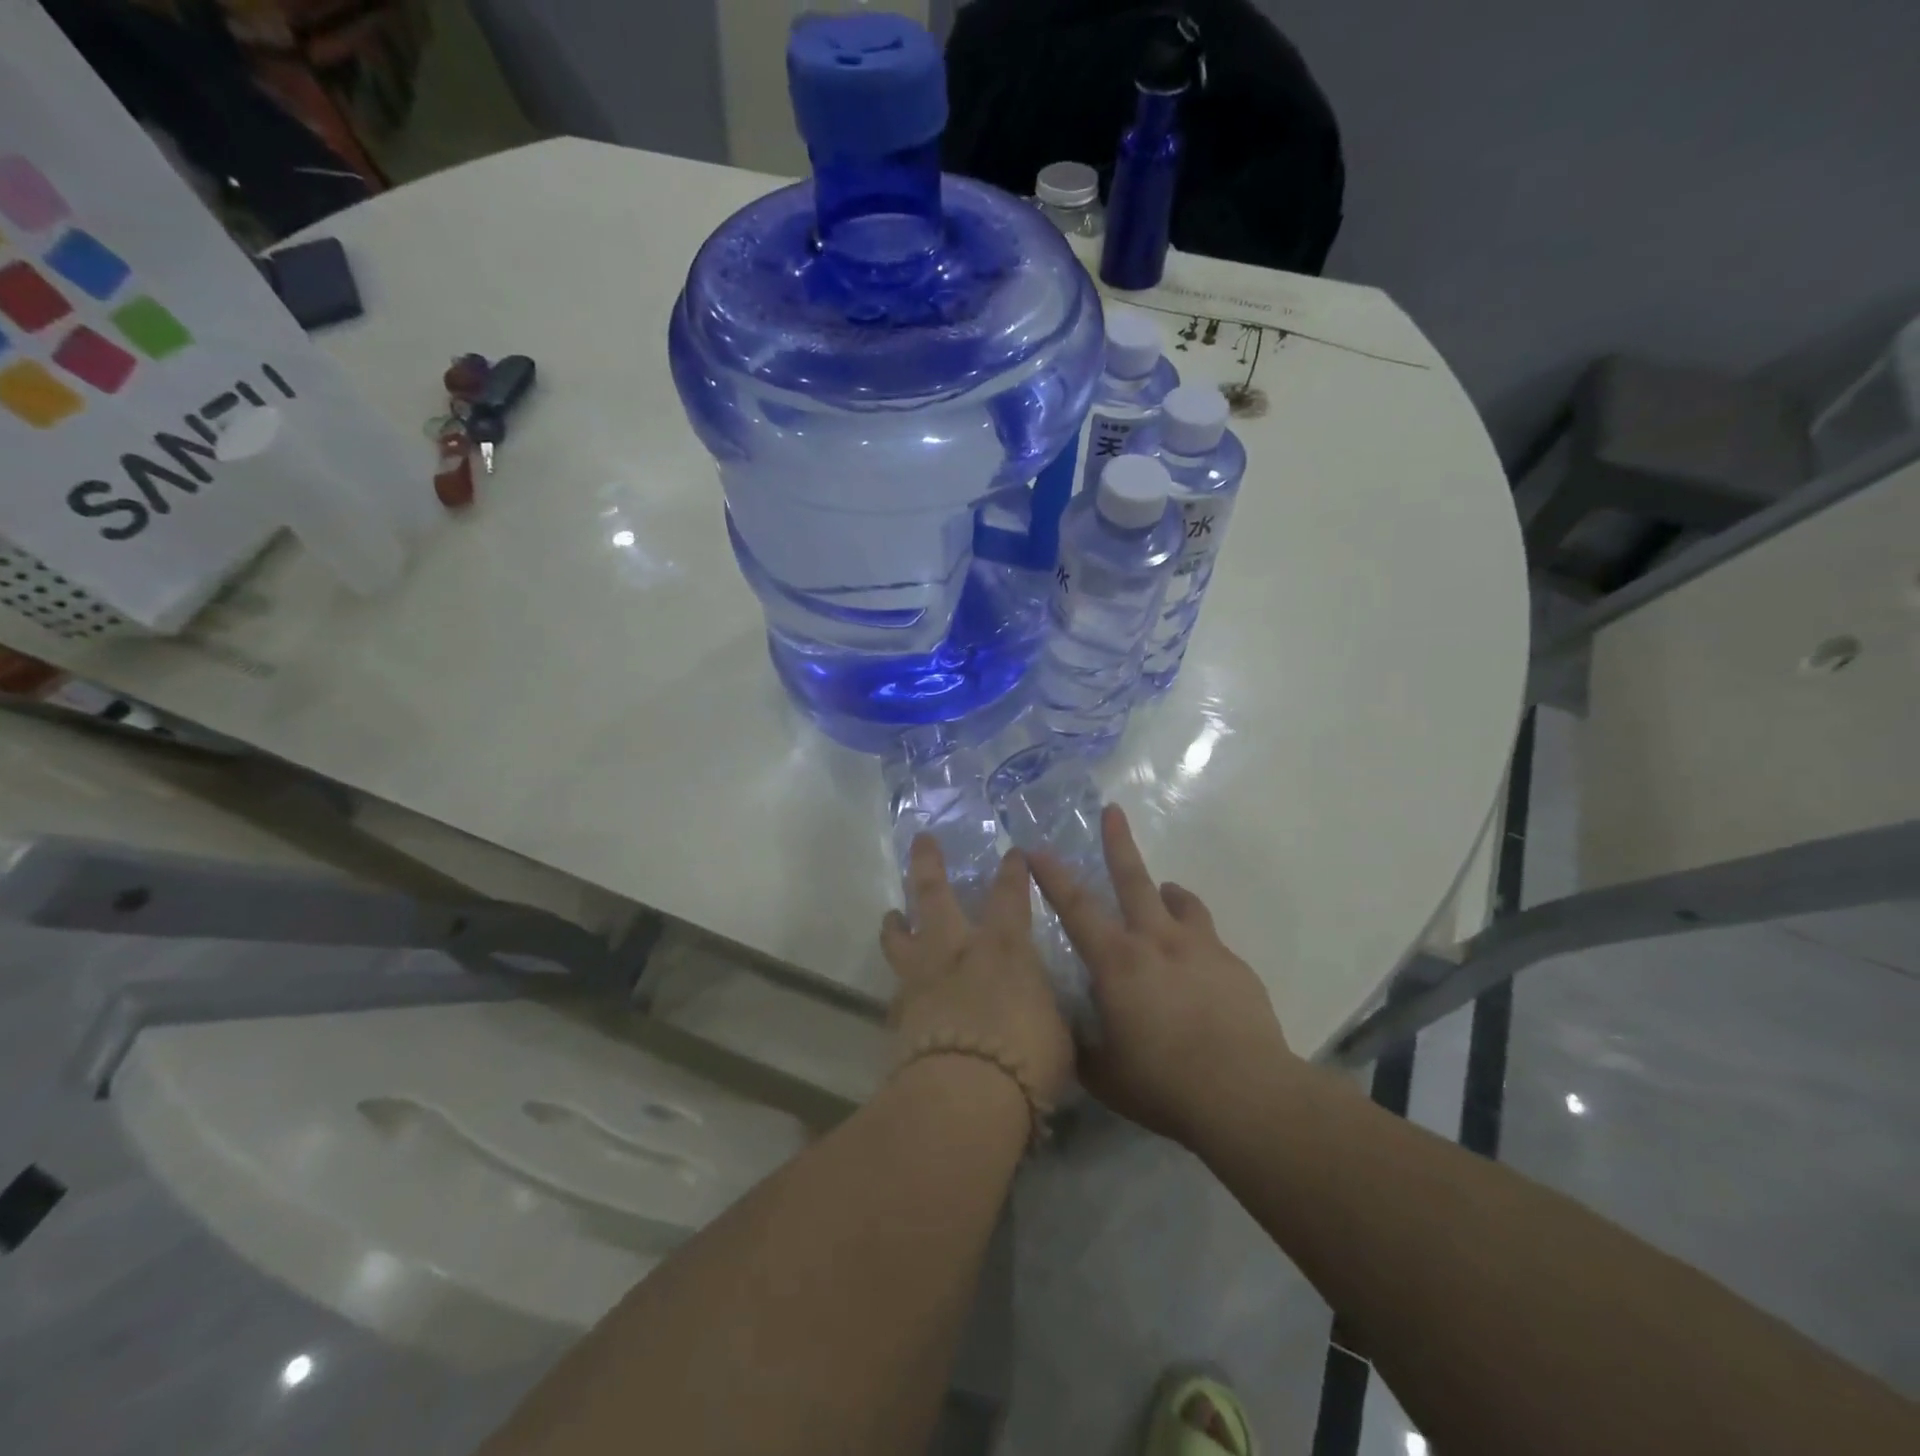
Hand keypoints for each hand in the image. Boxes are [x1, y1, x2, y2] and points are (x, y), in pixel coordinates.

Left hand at [880, 837, 1075, 1107]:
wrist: (966, 1093)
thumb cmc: (1027, 1057)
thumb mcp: (1055, 1029)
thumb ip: (1042, 1007)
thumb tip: (1037, 1006)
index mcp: (1004, 947)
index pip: (1010, 896)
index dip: (1012, 872)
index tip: (1012, 854)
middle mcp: (957, 950)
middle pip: (935, 894)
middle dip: (929, 864)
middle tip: (921, 840)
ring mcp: (922, 977)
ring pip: (900, 936)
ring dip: (897, 921)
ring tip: (892, 913)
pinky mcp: (899, 1012)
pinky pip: (897, 988)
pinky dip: (901, 984)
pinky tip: (902, 990)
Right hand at [1030, 805, 1295, 1145]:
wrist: (1246, 1095)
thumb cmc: (1163, 1085)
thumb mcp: (1103, 1074)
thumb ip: (1079, 1045)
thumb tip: (1064, 1031)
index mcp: (1117, 962)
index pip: (1075, 908)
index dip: (1052, 876)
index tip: (1036, 849)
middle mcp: (1157, 942)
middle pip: (1134, 880)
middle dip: (1118, 843)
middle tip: (1113, 811)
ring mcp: (1201, 949)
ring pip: (1181, 902)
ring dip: (1167, 892)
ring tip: (1164, 895)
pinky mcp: (1235, 967)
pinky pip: (1209, 941)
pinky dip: (1195, 942)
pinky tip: (1198, 974)